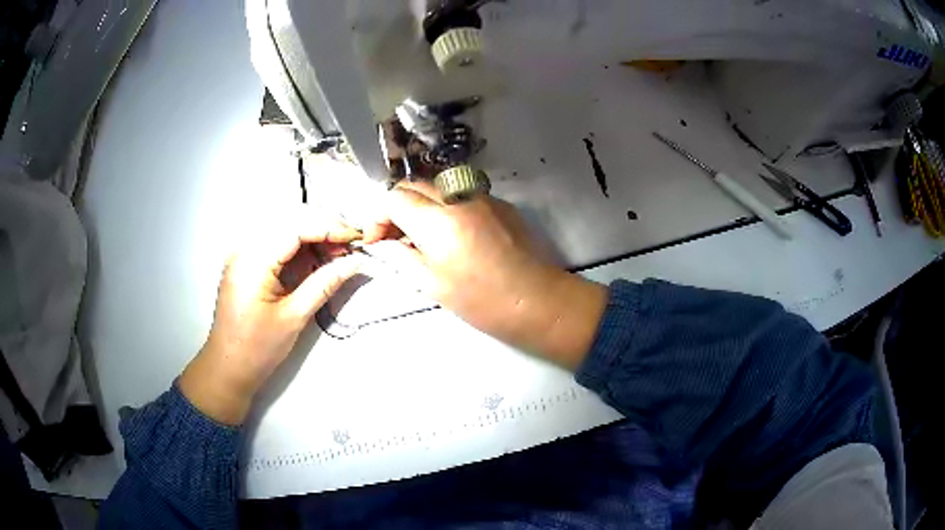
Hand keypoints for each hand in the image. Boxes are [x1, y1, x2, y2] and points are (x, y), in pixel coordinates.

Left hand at [179, 217, 362, 424]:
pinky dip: (299, 243)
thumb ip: (325, 283)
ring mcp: (244, 251)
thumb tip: (357, 262)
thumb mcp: (294, 317)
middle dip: (323, 225)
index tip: (357, 239)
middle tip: (350, 245)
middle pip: (289, 217)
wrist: (228, 366)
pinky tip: (317, 257)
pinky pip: (276, 239)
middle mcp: (245, 246)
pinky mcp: (247, 260)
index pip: (296, 225)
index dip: (329, 227)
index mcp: (253, 260)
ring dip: (313, 232)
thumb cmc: (258, 348)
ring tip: (338, 252)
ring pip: (284, 224)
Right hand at [364, 184, 606, 368]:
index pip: (393, 197)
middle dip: (396, 205)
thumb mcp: (431, 284)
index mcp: (438, 220)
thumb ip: (400, 256)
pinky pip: (461, 194)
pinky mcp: (500, 202)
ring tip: (420, 235)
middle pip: (414, 184)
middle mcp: (458, 197)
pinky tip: (450, 233)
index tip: (376, 239)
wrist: (537, 300)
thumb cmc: (482, 301)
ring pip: (437, 186)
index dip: (378, 216)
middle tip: (394, 235)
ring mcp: (482, 196)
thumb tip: (380, 243)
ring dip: (420, 203)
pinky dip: (445, 206)